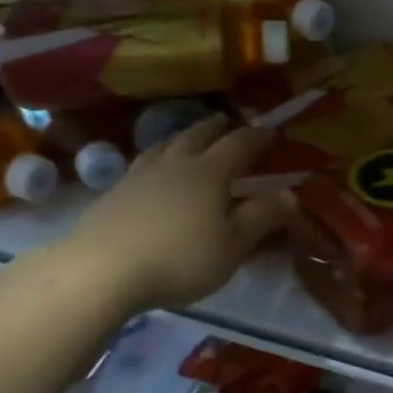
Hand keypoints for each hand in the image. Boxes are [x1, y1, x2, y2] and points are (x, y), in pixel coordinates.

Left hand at [59, 117, 291, 313]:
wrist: (101, 270)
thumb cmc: (179, 258)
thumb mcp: (232, 246)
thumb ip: (262, 218)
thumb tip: (291, 194)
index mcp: (210, 172)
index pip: (240, 144)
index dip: (258, 136)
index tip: (272, 132)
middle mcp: (176, 164)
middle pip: (198, 135)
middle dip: (216, 127)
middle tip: (227, 122)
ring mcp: (139, 175)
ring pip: (165, 145)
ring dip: (182, 137)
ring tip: (187, 138)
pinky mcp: (113, 193)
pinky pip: (141, 164)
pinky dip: (155, 159)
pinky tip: (150, 171)